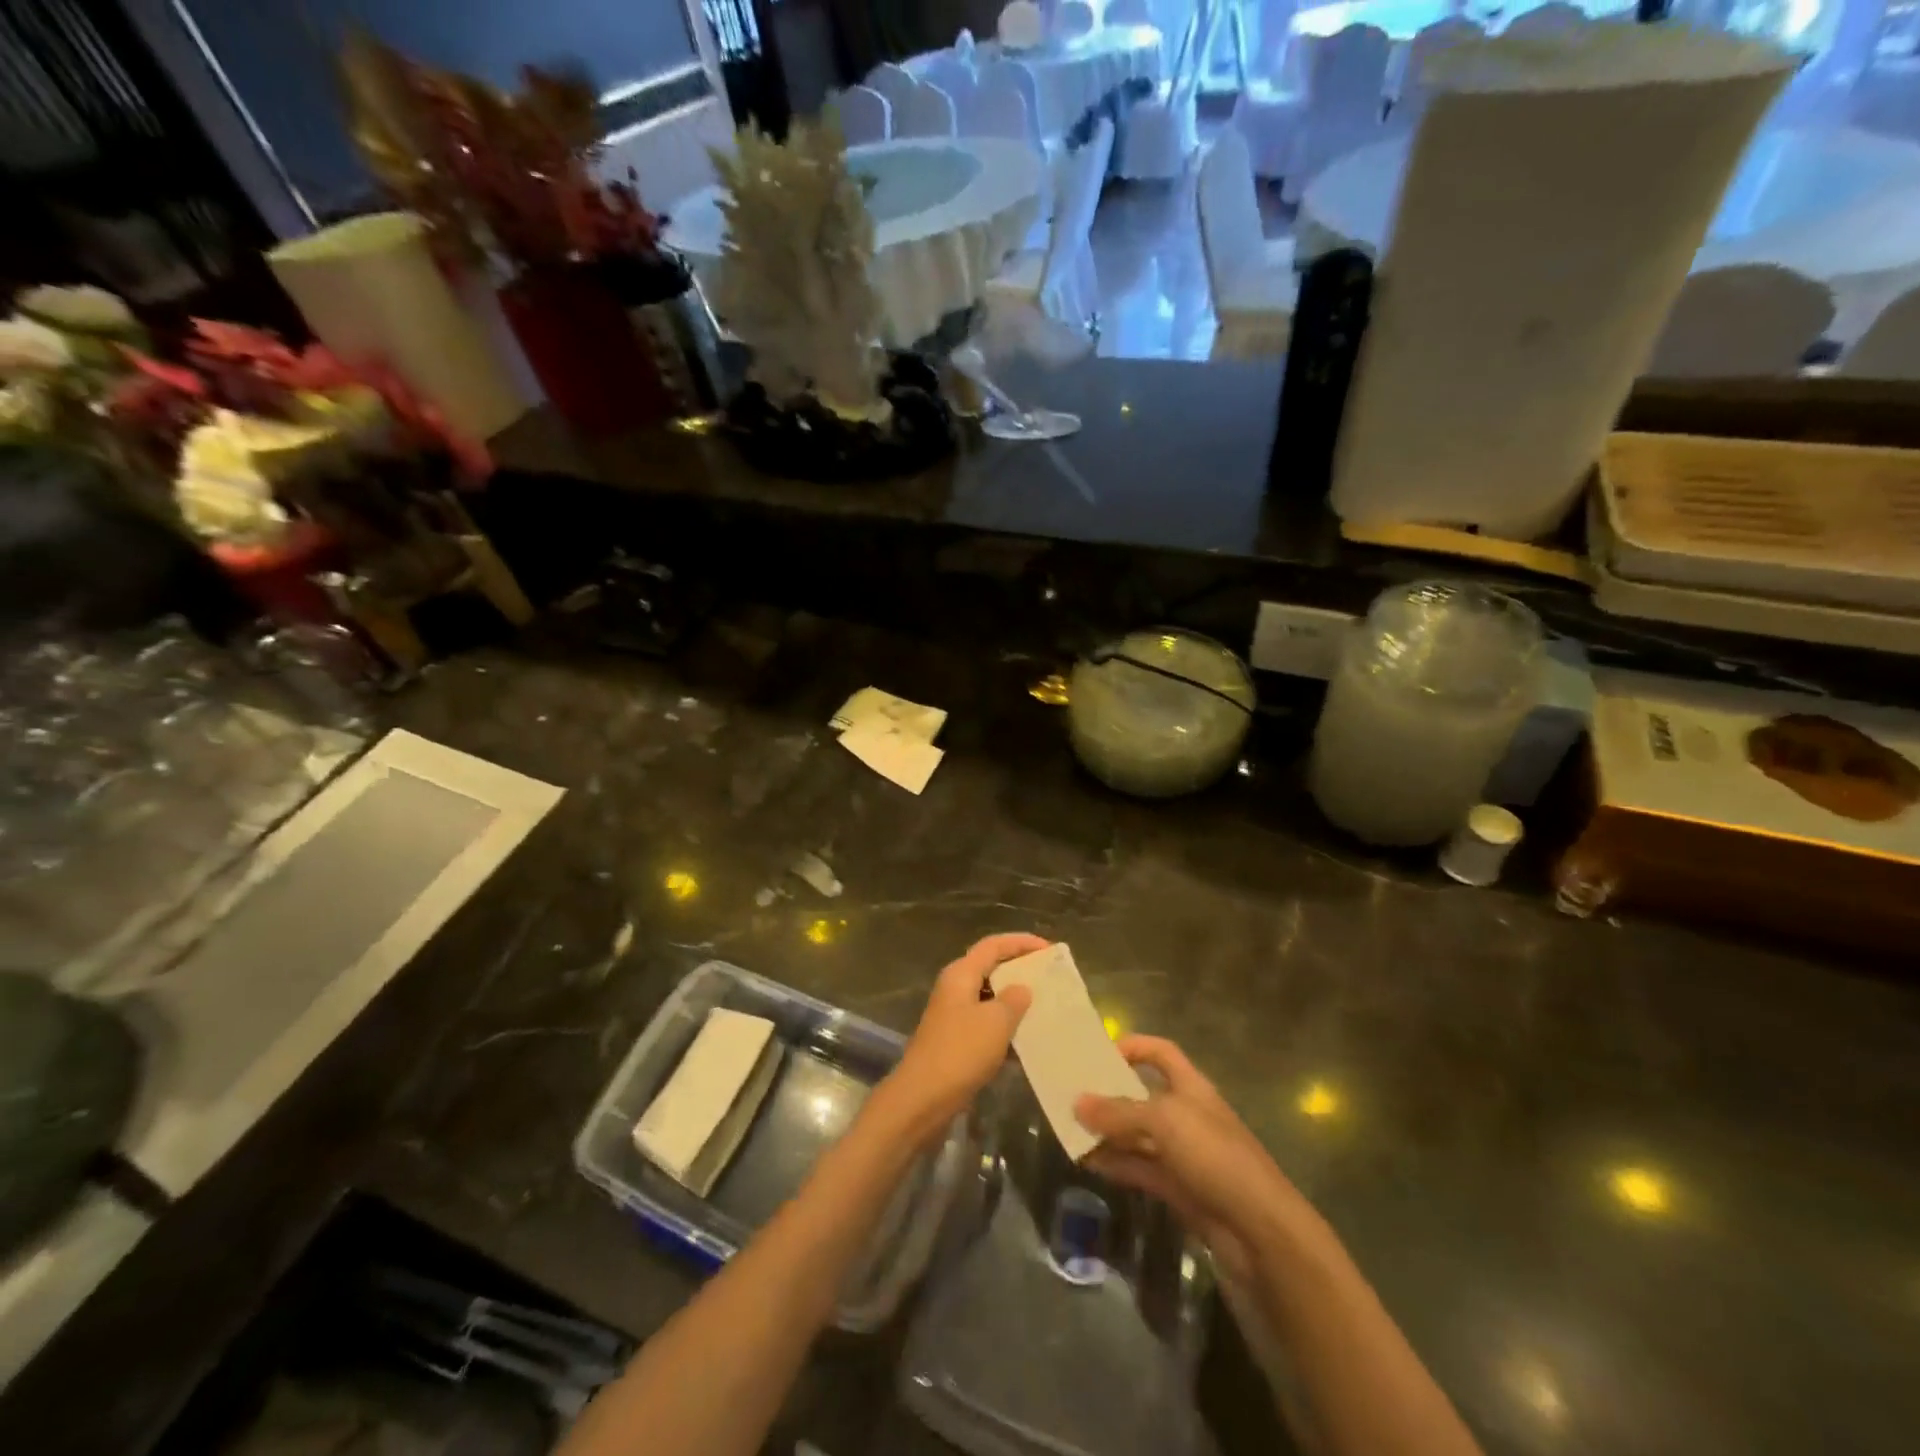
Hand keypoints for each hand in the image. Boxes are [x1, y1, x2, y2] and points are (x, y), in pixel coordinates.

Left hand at [873, 933, 1046, 1146]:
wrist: (923, 1099)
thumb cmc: (960, 1051)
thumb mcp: (995, 1022)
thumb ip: (1014, 1000)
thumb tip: (1022, 989)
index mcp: (961, 974)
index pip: (993, 945)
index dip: (1021, 942)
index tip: (1049, 948)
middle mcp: (955, 989)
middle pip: (991, 968)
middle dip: (1020, 970)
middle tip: (1050, 977)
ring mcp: (954, 1016)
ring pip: (990, 998)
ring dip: (1015, 1001)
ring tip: (1046, 1007)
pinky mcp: (957, 1042)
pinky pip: (987, 1025)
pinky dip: (1006, 1028)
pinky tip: (1028, 1041)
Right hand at [1075, 1036, 1296, 1280]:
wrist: (1260, 1230)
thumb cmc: (1214, 1156)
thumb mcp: (1164, 1122)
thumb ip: (1119, 1112)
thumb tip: (1077, 1102)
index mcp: (1191, 1087)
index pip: (1160, 1053)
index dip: (1133, 1047)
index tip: (1098, 1054)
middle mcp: (1187, 1115)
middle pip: (1143, 1095)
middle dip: (1110, 1094)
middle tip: (1071, 1095)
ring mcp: (1183, 1154)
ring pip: (1138, 1135)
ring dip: (1108, 1132)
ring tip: (1070, 1130)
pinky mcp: (1179, 1189)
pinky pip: (1140, 1168)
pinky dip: (1116, 1164)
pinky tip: (1088, 1162)